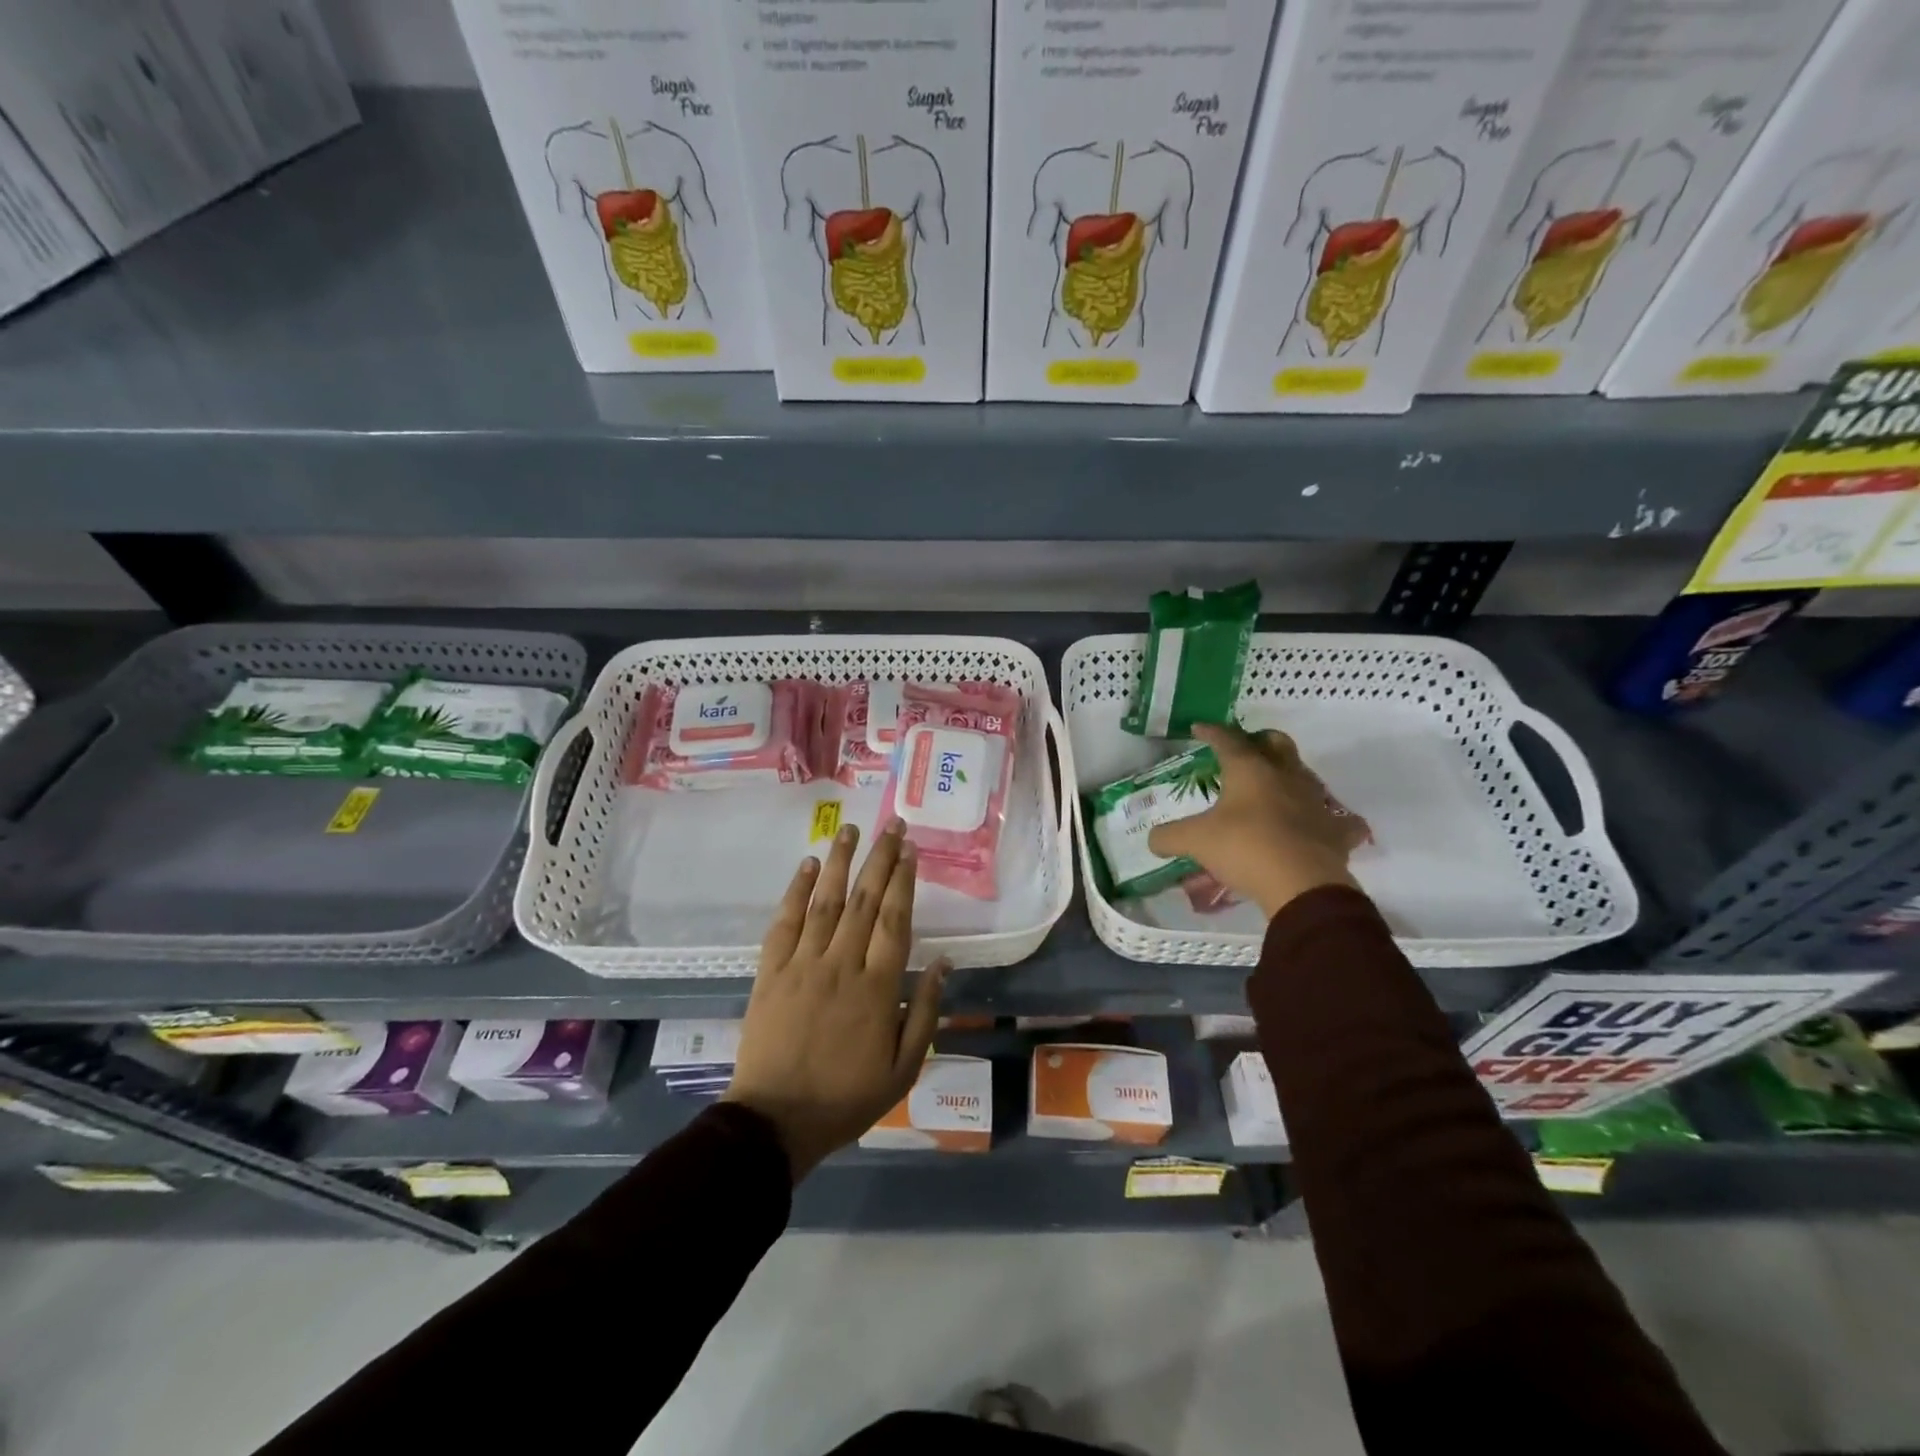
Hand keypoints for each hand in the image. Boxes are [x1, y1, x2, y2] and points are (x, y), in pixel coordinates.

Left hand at [724, 820, 947, 1182]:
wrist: (775, 1121)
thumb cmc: (846, 1098)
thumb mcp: (903, 1068)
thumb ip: (924, 1012)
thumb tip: (944, 963)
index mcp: (877, 987)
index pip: (895, 920)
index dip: (905, 881)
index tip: (911, 850)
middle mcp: (841, 964)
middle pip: (865, 900)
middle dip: (880, 858)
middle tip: (891, 825)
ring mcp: (802, 964)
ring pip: (825, 901)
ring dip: (840, 862)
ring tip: (850, 829)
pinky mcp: (771, 971)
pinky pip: (785, 922)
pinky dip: (796, 891)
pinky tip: (808, 865)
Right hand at [1148, 723, 1365, 919]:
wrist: (1302, 885)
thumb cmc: (1244, 848)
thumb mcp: (1195, 841)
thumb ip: (1169, 837)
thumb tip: (1152, 840)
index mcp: (1250, 770)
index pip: (1227, 740)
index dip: (1211, 732)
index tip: (1199, 728)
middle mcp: (1285, 776)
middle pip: (1277, 743)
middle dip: (1259, 740)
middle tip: (1245, 748)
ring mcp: (1315, 801)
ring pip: (1304, 774)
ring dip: (1288, 775)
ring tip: (1273, 787)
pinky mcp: (1336, 830)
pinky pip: (1335, 819)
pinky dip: (1325, 819)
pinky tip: (1316, 825)